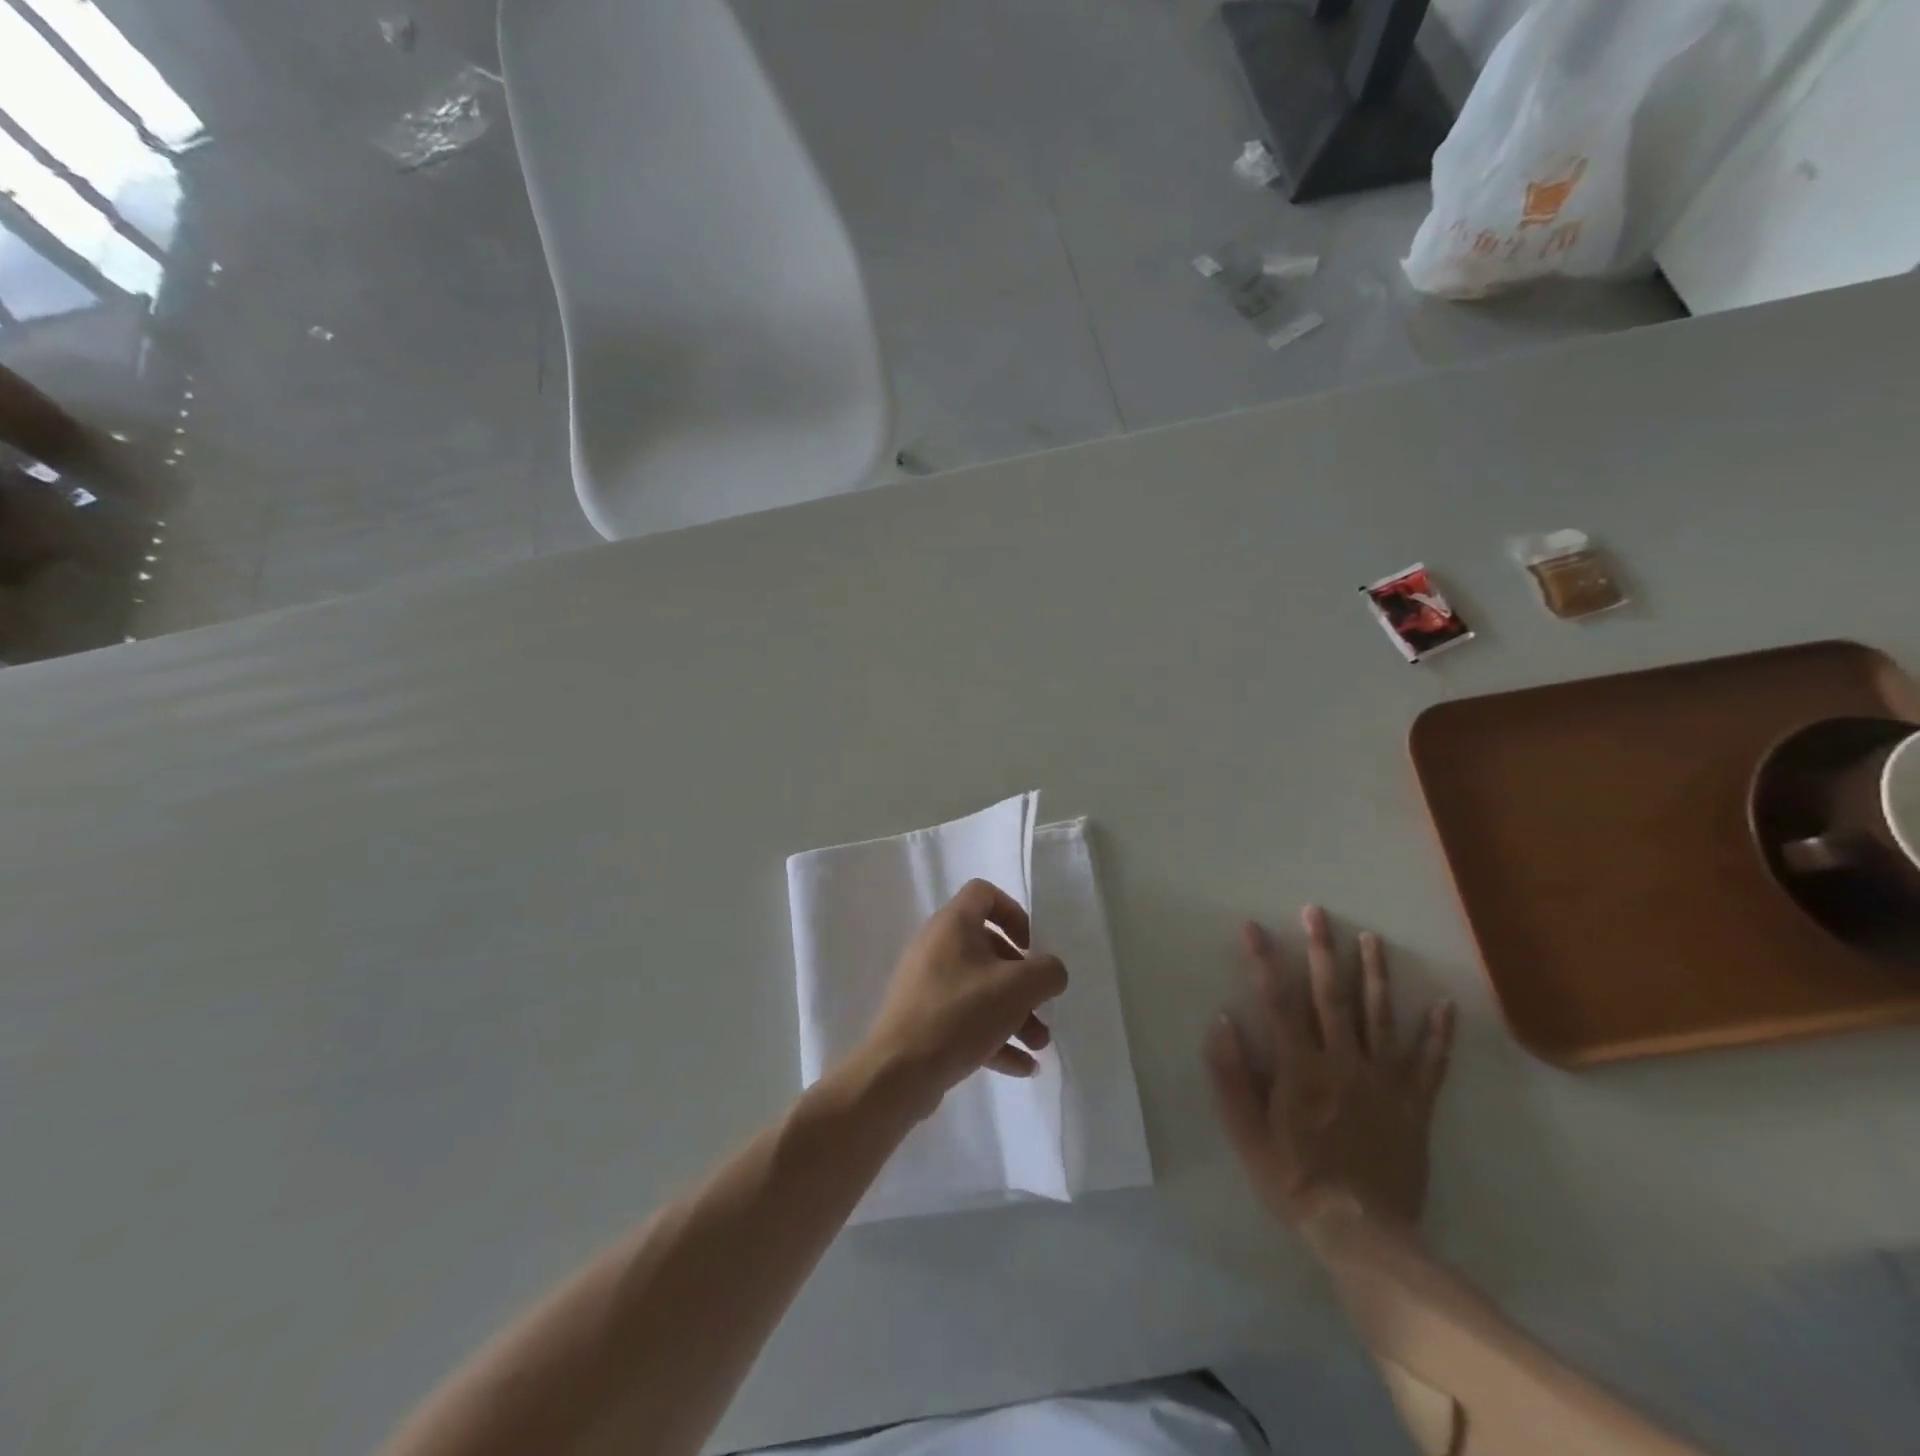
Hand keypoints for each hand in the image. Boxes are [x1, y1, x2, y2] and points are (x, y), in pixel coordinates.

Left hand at [854, 880, 1067, 1120]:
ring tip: (1039, 1046)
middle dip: (1022, 980)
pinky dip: (994, 1036)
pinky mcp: (923, 1019)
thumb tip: (1051, 972)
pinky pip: (965, 1019)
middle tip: (1042, 1006)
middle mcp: (936, 946)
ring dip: (1014, 1013)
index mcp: (953, 924)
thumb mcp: (1018, 988)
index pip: (984, 894)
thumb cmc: (960, 1013)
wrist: (898, 1071)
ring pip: (980, 989)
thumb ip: (1047, 972)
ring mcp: (926, 984)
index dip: (1013, 913)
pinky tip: (1022, 1066)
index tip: (1030, 947)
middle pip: (988, 949)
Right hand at [1205, 905, 1454, 1233]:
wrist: (1363, 1234)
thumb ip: (1231, 1078)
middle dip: (1321, 950)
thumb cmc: (1296, 1182)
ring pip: (1380, 1017)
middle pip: (1331, 996)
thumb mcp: (1247, 1136)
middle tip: (1317, 912)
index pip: (1278, 1002)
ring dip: (1375, 974)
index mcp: (1300, 1068)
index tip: (1254, 927)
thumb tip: (1222, 1022)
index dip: (1265, 961)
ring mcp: (1384, 1082)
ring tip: (1371, 938)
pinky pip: (1430, 1065)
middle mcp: (1343, 1063)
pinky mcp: (1414, 1105)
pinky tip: (1445, 1005)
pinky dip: (1439, 1034)